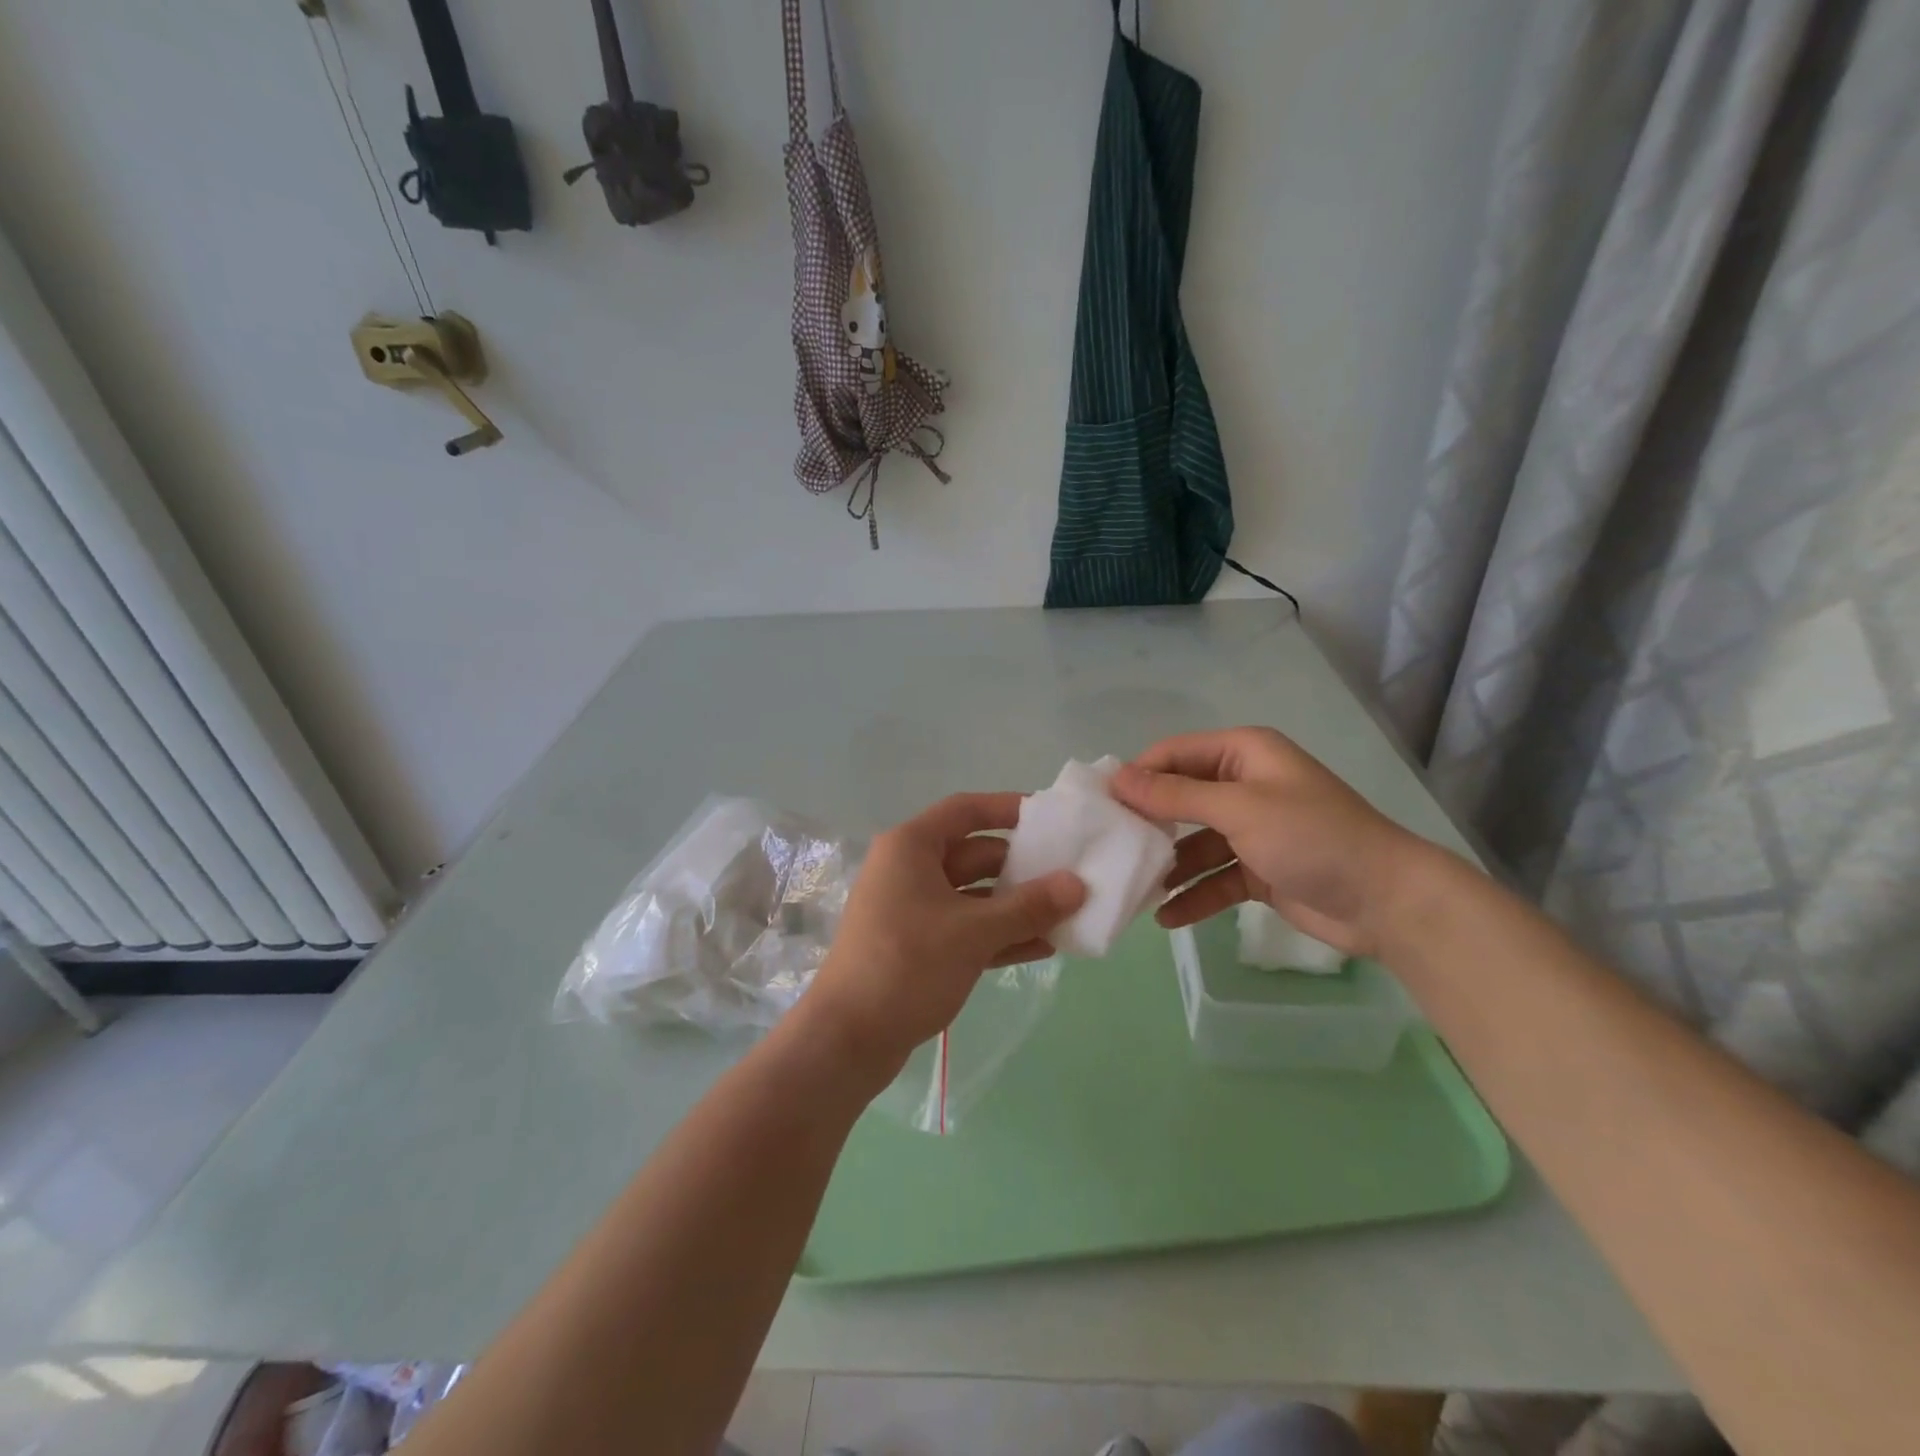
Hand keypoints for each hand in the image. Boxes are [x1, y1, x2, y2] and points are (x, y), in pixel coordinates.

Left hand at [801, 793, 1085, 1078]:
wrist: (848, 1039)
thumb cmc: (908, 965)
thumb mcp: (974, 932)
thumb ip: (1029, 906)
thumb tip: (1078, 884)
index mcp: (911, 847)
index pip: (966, 810)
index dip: (1008, 808)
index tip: (1051, 818)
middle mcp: (908, 870)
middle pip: (974, 854)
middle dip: (1021, 868)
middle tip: (1070, 876)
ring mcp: (911, 909)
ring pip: (973, 896)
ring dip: (1015, 907)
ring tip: (1066, 916)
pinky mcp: (917, 946)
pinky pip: (965, 928)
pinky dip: (998, 935)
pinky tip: (1041, 948)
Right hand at [1108, 728, 1427, 958]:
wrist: (1386, 900)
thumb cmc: (1311, 836)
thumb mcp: (1239, 809)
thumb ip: (1175, 795)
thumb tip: (1117, 777)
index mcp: (1243, 754)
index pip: (1174, 754)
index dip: (1138, 775)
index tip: (1101, 804)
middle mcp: (1244, 785)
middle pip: (1181, 798)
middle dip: (1148, 822)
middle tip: (1109, 846)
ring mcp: (1251, 829)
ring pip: (1194, 842)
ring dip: (1168, 865)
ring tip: (1132, 887)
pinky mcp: (1258, 869)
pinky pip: (1214, 878)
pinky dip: (1193, 895)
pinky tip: (1166, 918)